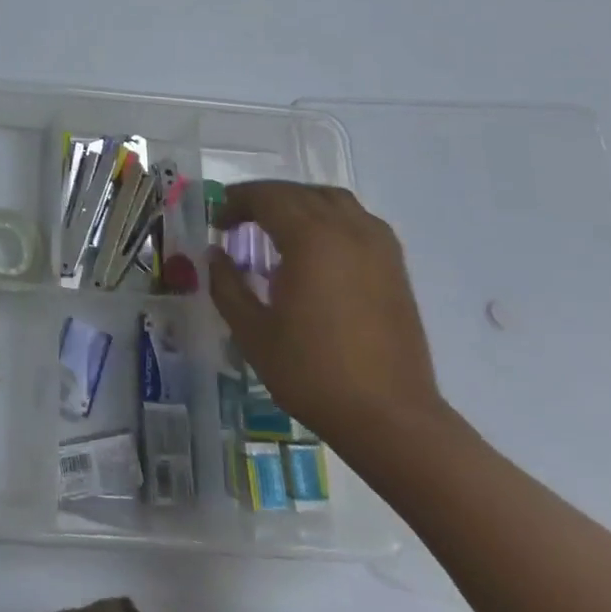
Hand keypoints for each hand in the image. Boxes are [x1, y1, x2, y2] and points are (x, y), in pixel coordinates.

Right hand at [207, 182, 444, 453]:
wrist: (390, 418)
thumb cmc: (313, 373)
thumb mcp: (252, 331)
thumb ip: (227, 284)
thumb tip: (216, 254)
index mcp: (310, 238)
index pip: (266, 197)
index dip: (236, 202)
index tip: (217, 223)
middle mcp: (346, 229)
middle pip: (298, 193)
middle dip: (263, 199)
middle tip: (237, 222)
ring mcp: (377, 245)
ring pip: (332, 199)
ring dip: (298, 202)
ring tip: (276, 227)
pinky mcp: (395, 266)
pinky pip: (357, 219)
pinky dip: (330, 217)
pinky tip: (318, 246)